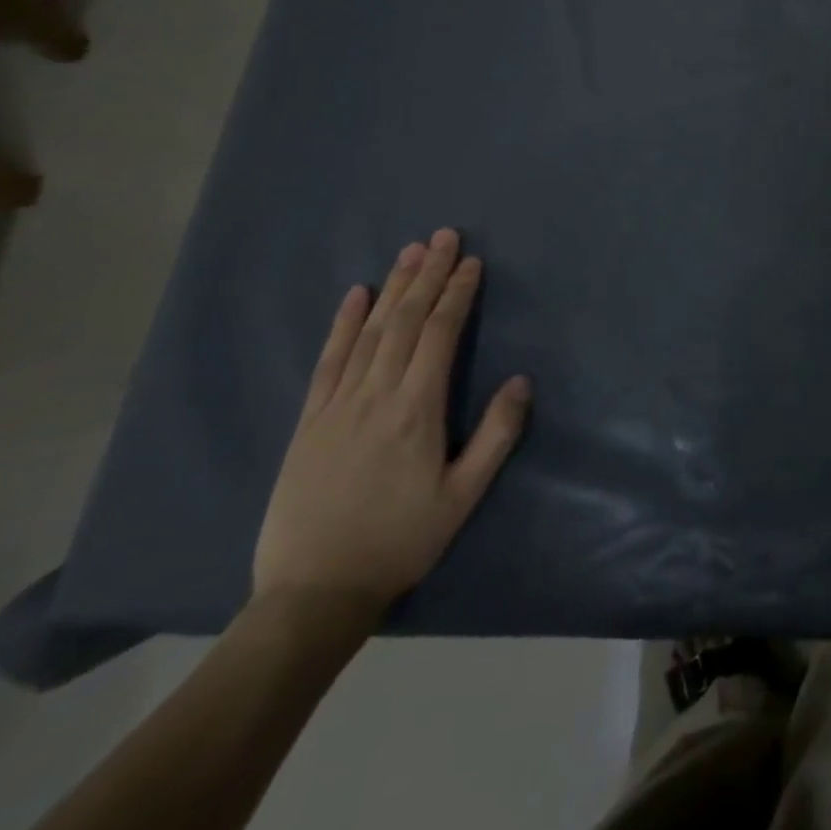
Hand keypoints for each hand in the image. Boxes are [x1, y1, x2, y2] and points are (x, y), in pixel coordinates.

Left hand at [252, 229, 530, 617]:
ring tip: (411, 251)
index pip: (439, 335)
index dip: (457, 294)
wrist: (312, 593)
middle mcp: (375, 396)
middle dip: (428, 275)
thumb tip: (521, 380)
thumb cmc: (401, 541)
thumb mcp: (463, 496)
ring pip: (369, 332)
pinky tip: (355, 295)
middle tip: (444, 236)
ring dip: (393, 287)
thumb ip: (496, 435)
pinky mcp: (309, 420)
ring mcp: (337, 405)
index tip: (472, 263)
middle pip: (404, 321)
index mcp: (417, 411)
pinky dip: (343, 324)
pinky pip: (328, 360)